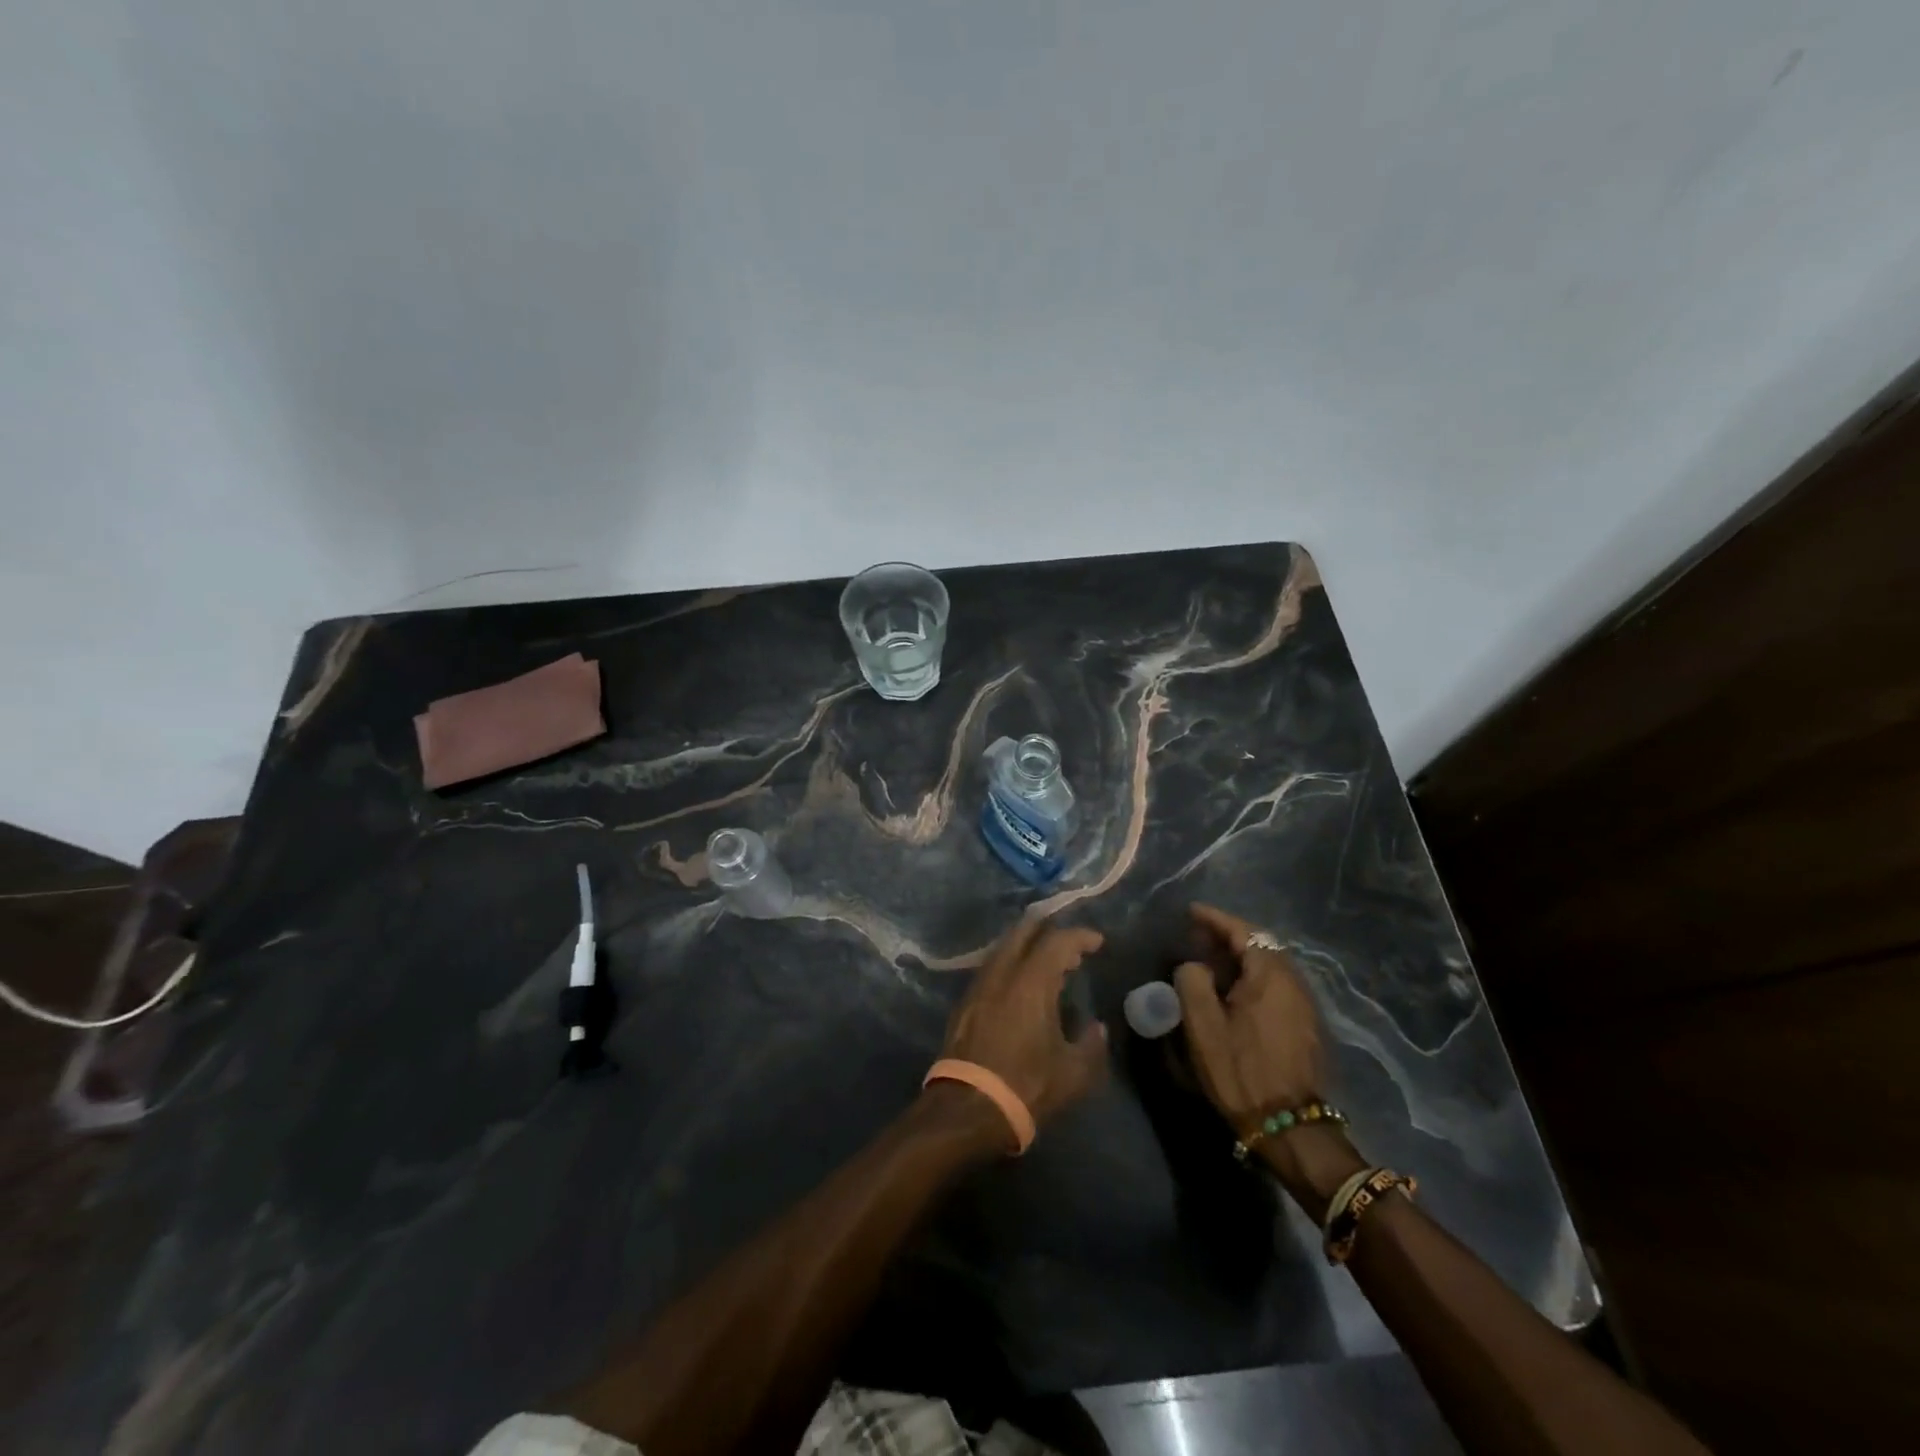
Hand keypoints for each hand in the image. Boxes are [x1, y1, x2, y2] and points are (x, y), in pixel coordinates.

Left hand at [936, 913, 1109, 1134]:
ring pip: (1004, 948)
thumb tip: (1097, 1029)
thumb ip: (1091, 1046)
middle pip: (1023, 932)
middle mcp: (1002, 973)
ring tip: (1048, 964)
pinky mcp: (964, 1002)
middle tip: (1070, 946)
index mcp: (1031, 982)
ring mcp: (979, 985)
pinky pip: (991, 968)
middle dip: (1048, 930)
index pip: (1057, 941)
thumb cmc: (1026, 1086)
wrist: (967, 1107)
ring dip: (1027, 947)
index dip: (1079, 936)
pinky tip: (1020, 985)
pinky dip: (1011, 965)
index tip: (1097, 942)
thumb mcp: (1073, 1074)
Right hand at [1173, 903, 1329, 1132]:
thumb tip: (1194, 965)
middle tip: (1197, 937)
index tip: (1190, 911)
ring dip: (1242, 958)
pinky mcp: (1307, 1025)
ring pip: (1271, 966)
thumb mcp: (1203, 1025)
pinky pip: (1278, 985)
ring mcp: (1305, 1004)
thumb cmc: (1241, 1070)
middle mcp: (1294, 981)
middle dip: (1228, 936)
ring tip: (1212, 962)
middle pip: (1261, 944)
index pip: (1242, 930)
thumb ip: (1192, 982)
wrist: (1290, 1125)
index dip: (1215, 918)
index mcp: (1269, 975)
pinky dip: (1254, 977)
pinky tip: (1236, 992)